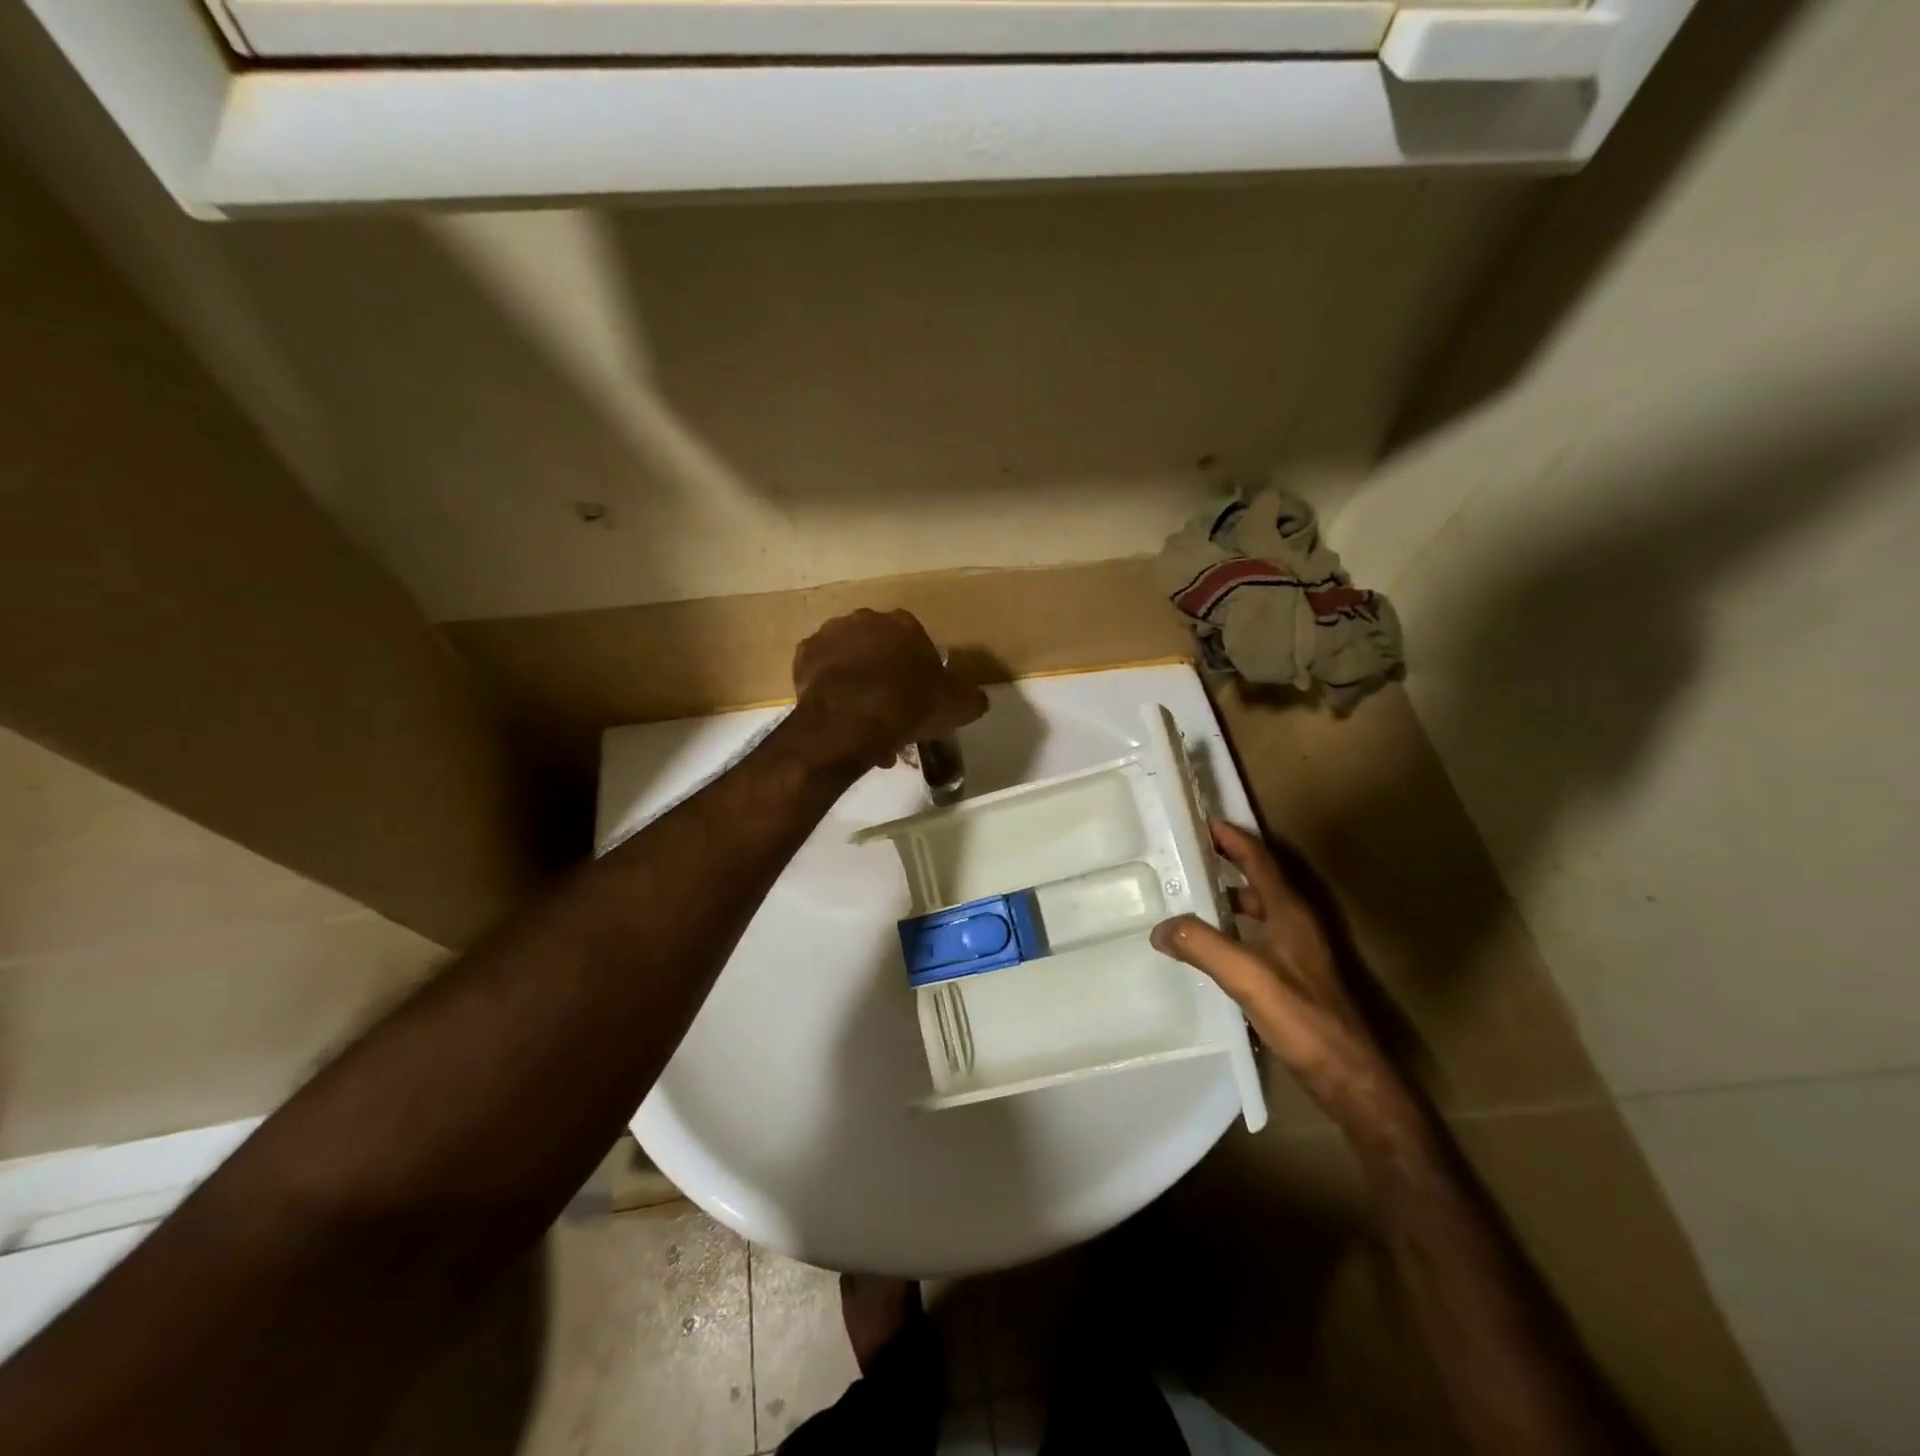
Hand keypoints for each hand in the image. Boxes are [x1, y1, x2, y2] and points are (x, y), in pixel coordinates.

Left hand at [791, 609, 989, 769]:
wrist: (853, 718)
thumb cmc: (910, 704)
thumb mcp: (957, 706)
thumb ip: (969, 698)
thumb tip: (977, 699)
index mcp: (903, 623)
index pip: (914, 641)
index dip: (916, 670)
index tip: (917, 697)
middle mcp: (865, 619)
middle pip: (877, 648)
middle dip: (883, 675)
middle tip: (889, 711)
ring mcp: (830, 634)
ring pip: (848, 660)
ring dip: (855, 683)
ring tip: (862, 721)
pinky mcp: (804, 655)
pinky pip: (821, 673)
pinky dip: (829, 689)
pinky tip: (839, 715)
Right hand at [1152, 821, 1419, 1139]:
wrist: (1348, 1074)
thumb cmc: (1302, 1018)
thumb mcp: (1246, 977)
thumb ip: (1201, 946)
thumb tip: (1160, 927)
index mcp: (1289, 911)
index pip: (1259, 859)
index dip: (1232, 837)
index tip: (1201, 820)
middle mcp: (1296, 921)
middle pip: (1260, 876)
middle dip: (1227, 858)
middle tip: (1188, 851)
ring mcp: (1298, 947)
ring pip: (1260, 904)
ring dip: (1230, 891)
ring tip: (1192, 890)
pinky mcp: (1294, 971)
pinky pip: (1258, 930)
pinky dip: (1234, 921)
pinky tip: (1212, 939)